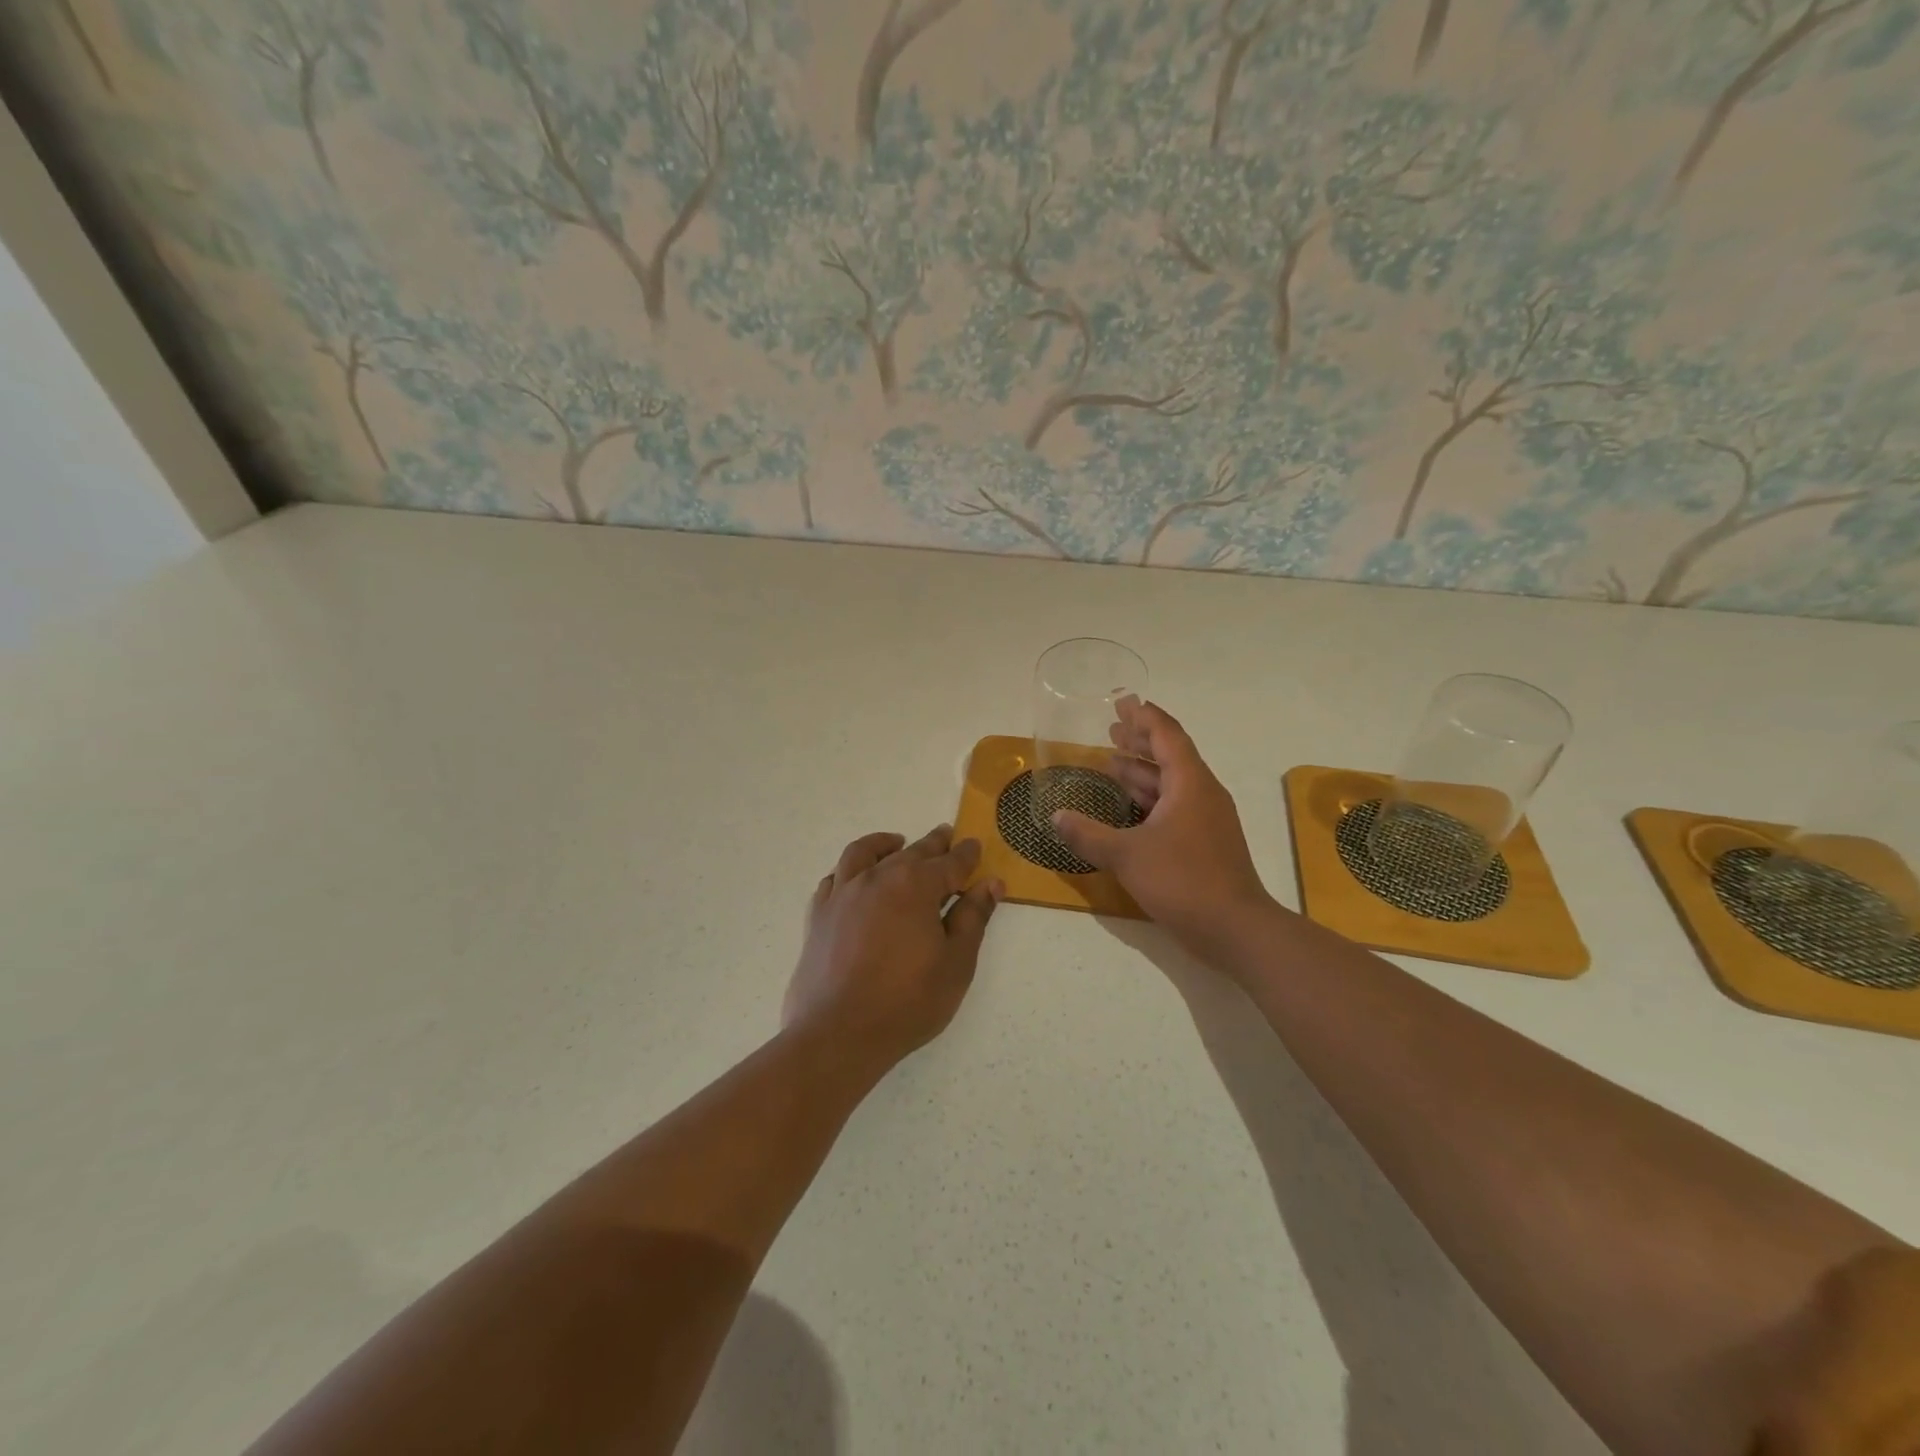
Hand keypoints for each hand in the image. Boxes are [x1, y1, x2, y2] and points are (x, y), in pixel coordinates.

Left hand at [784, 826, 1003, 1072]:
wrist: (838, 1033)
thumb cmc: (908, 1001)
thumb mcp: (956, 962)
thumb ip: (973, 918)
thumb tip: (990, 884)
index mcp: (915, 886)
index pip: (949, 863)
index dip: (965, 855)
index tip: (974, 845)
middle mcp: (877, 878)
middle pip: (910, 852)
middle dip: (932, 844)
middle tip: (946, 836)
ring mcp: (843, 894)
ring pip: (864, 854)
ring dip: (885, 844)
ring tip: (897, 842)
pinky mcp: (819, 915)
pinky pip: (834, 879)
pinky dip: (849, 871)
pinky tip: (855, 879)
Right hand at [1052, 700, 1276, 966]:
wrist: (1235, 928)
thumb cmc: (1182, 880)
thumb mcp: (1126, 855)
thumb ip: (1088, 835)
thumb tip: (1055, 817)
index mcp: (1189, 783)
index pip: (1166, 735)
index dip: (1143, 716)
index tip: (1123, 702)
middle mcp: (1201, 793)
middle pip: (1170, 754)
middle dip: (1140, 740)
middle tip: (1111, 729)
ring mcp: (1206, 819)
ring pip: (1171, 783)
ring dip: (1142, 770)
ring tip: (1111, 761)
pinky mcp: (1204, 842)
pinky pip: (1174, 806)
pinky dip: (1149, 798)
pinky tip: (1127, 807)